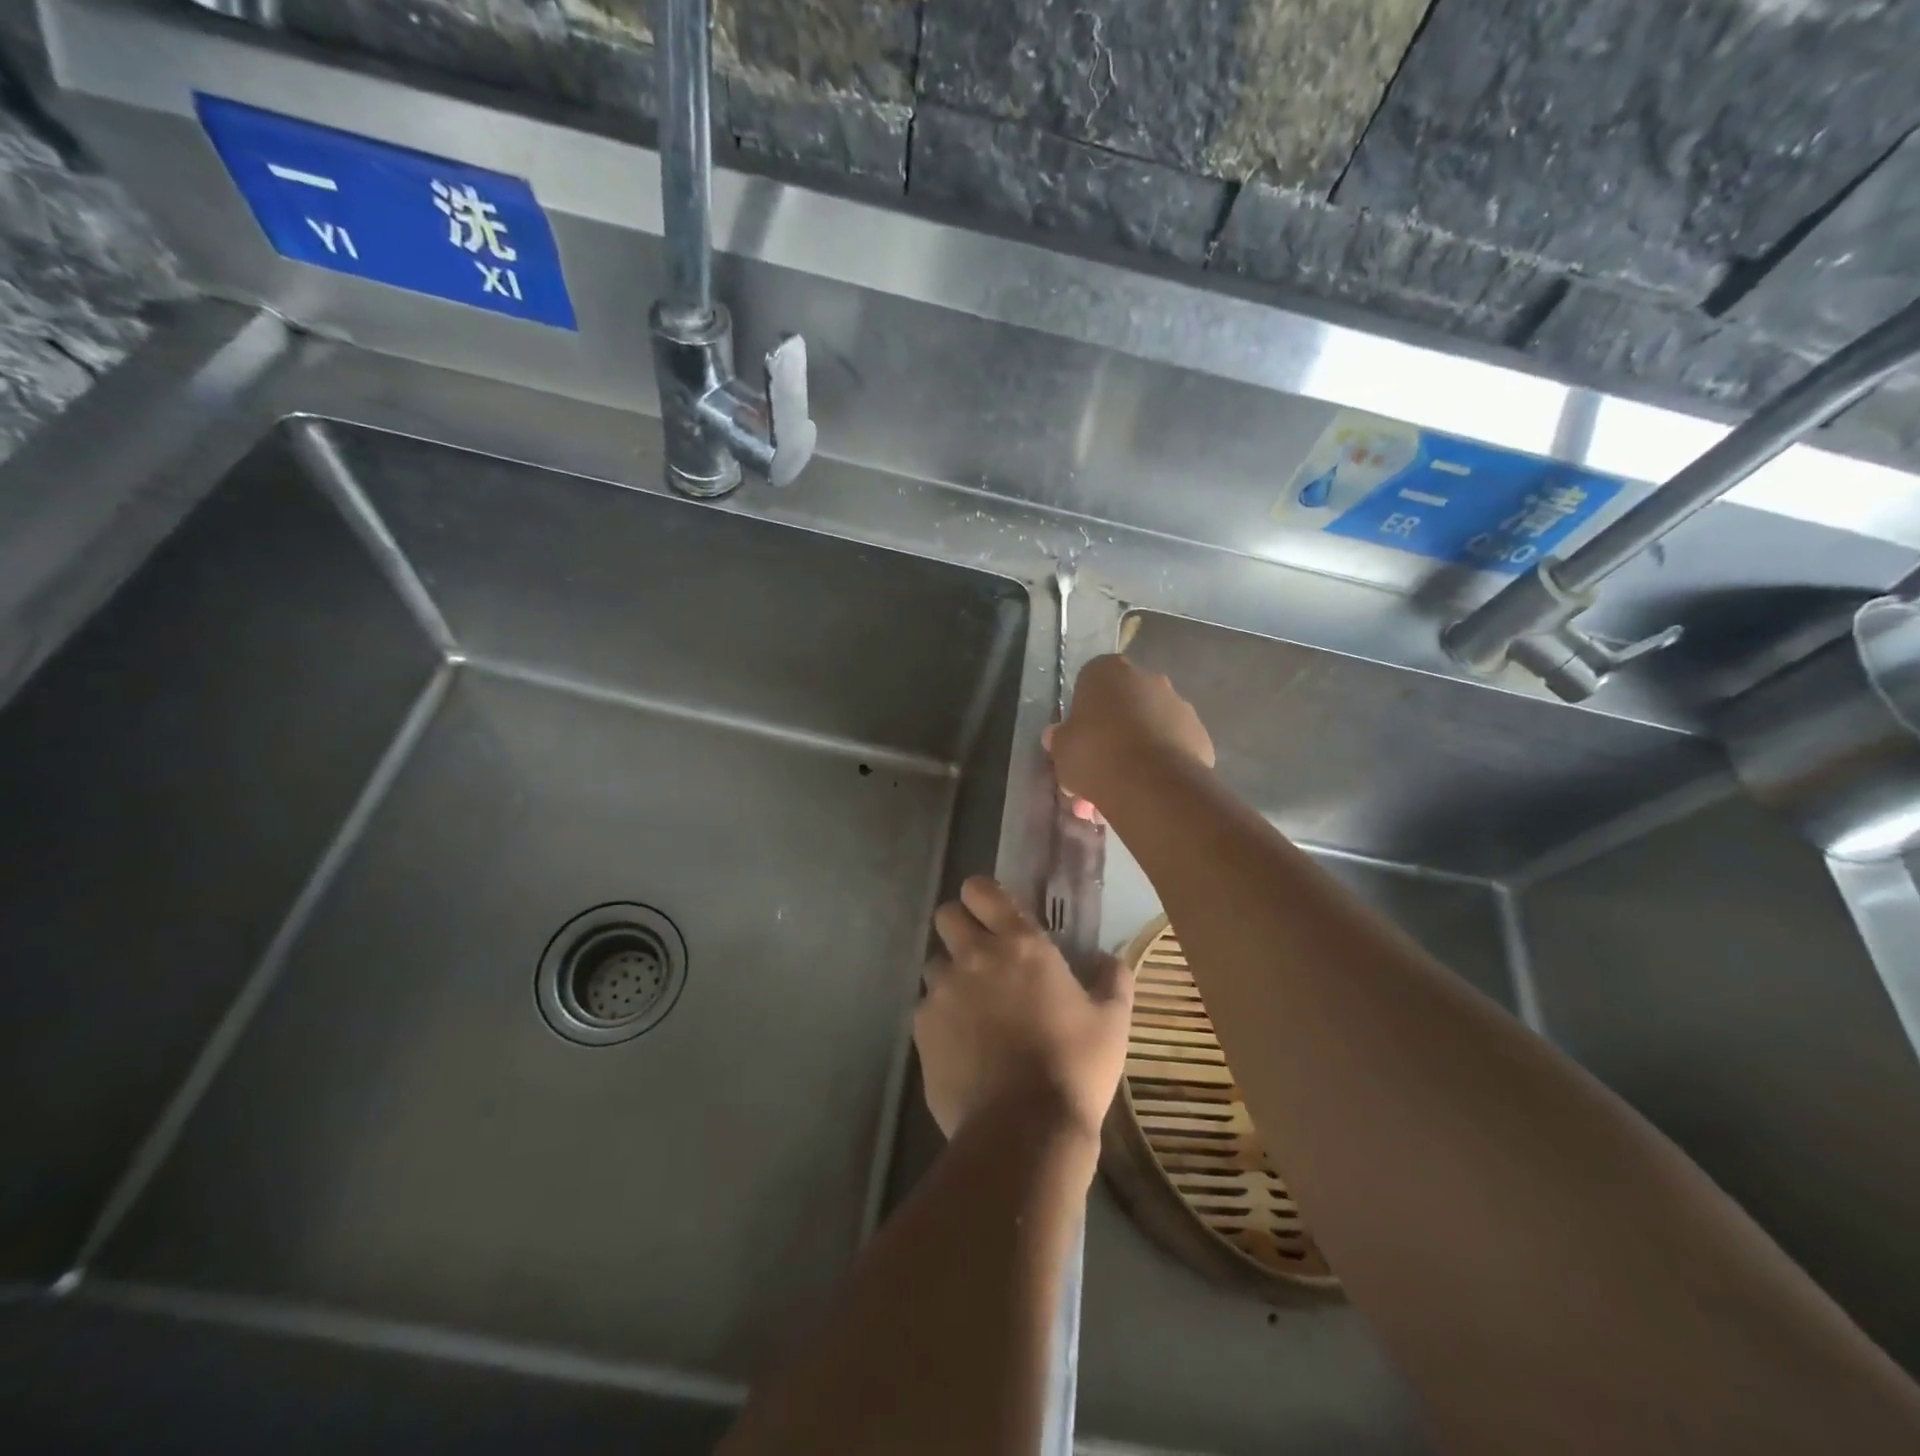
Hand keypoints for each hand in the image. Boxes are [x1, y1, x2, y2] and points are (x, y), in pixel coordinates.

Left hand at [915, 877, 1133, 1143]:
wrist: (1025, 1129)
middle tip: (981, 956)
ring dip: (950, 976)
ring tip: (972, 1009)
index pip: (980, 890)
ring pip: (933, 964)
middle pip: (945, 916)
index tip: (992, 913)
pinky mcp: (922, 1028)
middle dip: (959, 928)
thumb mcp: (1112, 1022)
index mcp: (1020, 945)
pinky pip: (925, 1008)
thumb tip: (1109, 958)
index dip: (981, 896)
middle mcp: (974, 957)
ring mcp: (942, 991)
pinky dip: (940, 1019)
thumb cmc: (1074, 1067)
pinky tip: (961, 1047)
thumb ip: (1112, 979)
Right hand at [1046, 655, 1214, 807]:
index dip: (1082, 715)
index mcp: (1108, 671)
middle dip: (1109, 738)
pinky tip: (1145, 794)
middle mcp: (1147, 679)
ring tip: (1119, 795)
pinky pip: (1171, 749)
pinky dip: (1159, 766)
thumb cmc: (1095, 754)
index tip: (1077, 741)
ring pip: (1148, 730)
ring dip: (1133, 755)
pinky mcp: (1200, 735)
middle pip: (1123, 707)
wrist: (1151, 784)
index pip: (1089, 684)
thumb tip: (1058, 736)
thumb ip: (1060, 739)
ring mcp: (1179, 706)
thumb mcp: (1061, 749)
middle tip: (1095, 774)